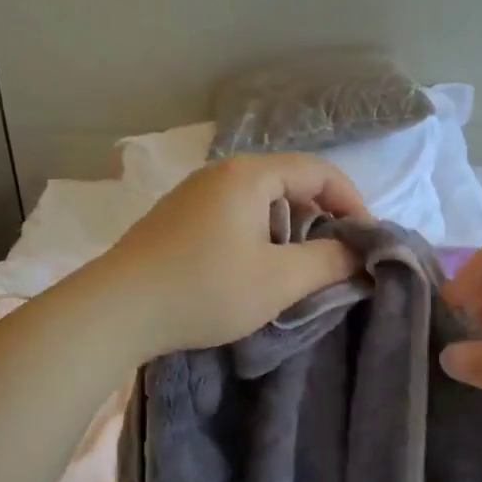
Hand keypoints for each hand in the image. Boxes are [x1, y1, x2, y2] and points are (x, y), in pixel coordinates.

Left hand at [91, 154, 366, 358]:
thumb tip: (358, 252)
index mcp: (249, 175)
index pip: (318, 171)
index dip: (351, 202)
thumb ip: (328, 261)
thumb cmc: (205, 289)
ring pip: (259, 200)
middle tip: (335, 256)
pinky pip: (233, 214)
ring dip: (288, 228)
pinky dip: (258, 234)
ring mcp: (193, 194)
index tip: (366, 240)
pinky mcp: (176, 217)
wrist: (115, 310)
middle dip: (320, 216)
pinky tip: (252, 268)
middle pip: (288, 181)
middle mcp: (221, 173)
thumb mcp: (279, 280)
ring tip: (297, 267)